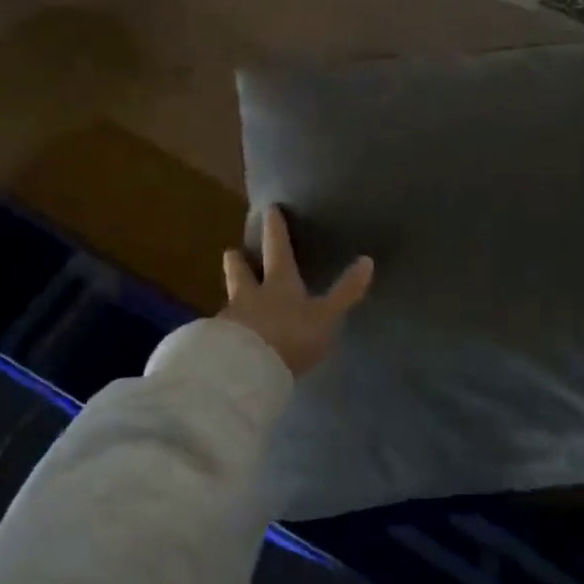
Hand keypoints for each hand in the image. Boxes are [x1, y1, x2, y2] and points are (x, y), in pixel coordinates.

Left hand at [219, 206, 373, 376]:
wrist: (244, 374)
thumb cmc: (290, 338)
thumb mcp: (325, 317)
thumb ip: (345, 292)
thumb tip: (368, 260)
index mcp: (278, 283)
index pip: (277, 249)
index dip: (275, 229)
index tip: (269, 209)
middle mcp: (249, 295)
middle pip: (239, 271)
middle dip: (237, 259)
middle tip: (232, 251)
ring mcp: (229, 319)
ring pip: (229, 299)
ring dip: (231, 294)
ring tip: (231, 297)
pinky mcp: (216, 345)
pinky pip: (221, 329)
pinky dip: (225, 328)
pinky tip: (229, 336)